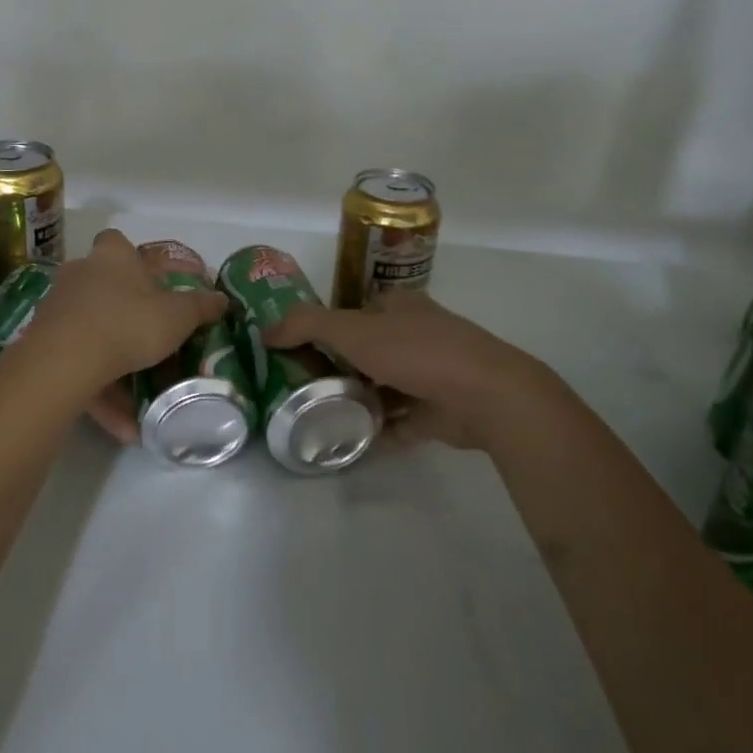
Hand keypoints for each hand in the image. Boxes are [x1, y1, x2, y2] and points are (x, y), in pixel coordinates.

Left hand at [24, 230, 227, 410]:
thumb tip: (223, 299)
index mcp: (112, 257)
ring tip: (144, 398)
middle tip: (151, 336)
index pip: (118, 242)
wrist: (66, 361)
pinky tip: (126, 426)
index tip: (152, 282)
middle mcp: (80, 275)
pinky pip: (78, 367)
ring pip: (91, 333)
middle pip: (103, 287)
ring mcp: (57, 309)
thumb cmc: (129, 322)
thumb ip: (201, 307)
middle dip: (125, 311)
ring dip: (115, 364)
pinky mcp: (42, 345)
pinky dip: (101, 393)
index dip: (134, 258)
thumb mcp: (178, 316)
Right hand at [263, 293, 548, 451]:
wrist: (486, 395)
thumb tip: (266, 331)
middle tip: (301, 387)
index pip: (355, 312)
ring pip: (383, 386)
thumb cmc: (416, 351)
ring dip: (357, 400)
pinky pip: (399, 422)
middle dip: (338, 368)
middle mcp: (416, 335)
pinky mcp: (439, 411)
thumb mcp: (353, 330)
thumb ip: (307, 325)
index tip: (297, 350)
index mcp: (399, 307)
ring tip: (319, 417)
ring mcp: (431, 374)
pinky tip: (350, 444)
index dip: (327, 327)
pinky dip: (378, 431)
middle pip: (367, 350)